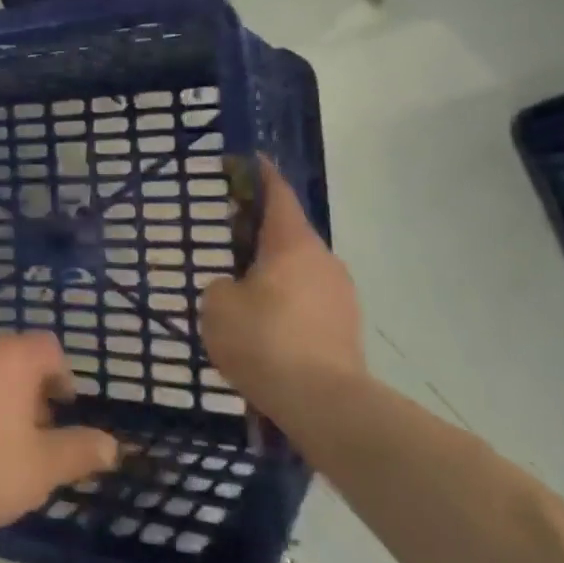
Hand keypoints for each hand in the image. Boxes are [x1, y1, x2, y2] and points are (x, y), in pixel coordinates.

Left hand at [0, 331, 119, 541]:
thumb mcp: (41, 468)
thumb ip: (80, 451)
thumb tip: (112, 444)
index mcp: (11, 358)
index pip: (48, 347)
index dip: (64, 376)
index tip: (64, 412)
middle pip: (15, 356)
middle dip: (32, 390)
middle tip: (37, 433)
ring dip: (1, 397)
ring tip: (2, 444)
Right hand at [202, 156, 364, 423]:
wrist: (323, 402)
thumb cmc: (264, 340)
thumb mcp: (217, 305)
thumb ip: (220, 285)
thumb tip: (234, 288)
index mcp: (291, 243)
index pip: (277, 195)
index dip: (262, 174)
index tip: (250, 160)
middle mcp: (322, 259)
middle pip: (289, 232)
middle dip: (261, 230)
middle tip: (230, 237)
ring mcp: (340, 294)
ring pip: (300, 268)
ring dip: (274, 269)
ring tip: (243, 288)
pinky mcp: (346, 327)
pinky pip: (309, 299)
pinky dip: (287, 300)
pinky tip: (265, 324)